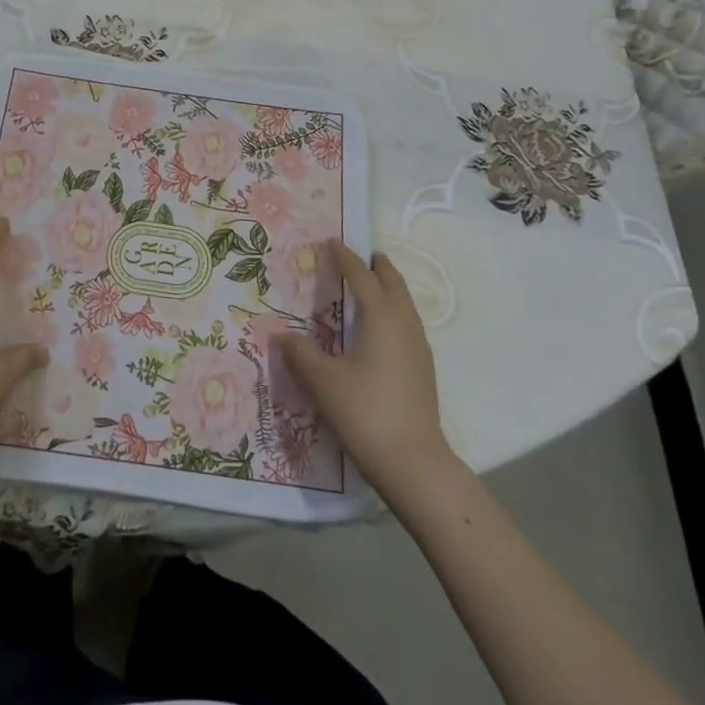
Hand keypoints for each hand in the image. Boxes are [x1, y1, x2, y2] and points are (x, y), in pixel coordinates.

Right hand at [281, 241, 461, 497]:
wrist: (413, 462)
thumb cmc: (364, 411)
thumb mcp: (322, 380)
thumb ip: (300, 353)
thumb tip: (280, 335)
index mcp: (381, 318)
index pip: (362, 278)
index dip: (346, 258)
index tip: (332, 242)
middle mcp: (404, 326)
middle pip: (394, 286)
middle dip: (380, 268)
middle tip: (367, 255)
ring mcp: (419, 349)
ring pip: (406, 306)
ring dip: (392, 289)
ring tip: (377, 284)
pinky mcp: (423, 370)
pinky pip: (409, 324)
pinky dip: (396, 311)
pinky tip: (385, 329)